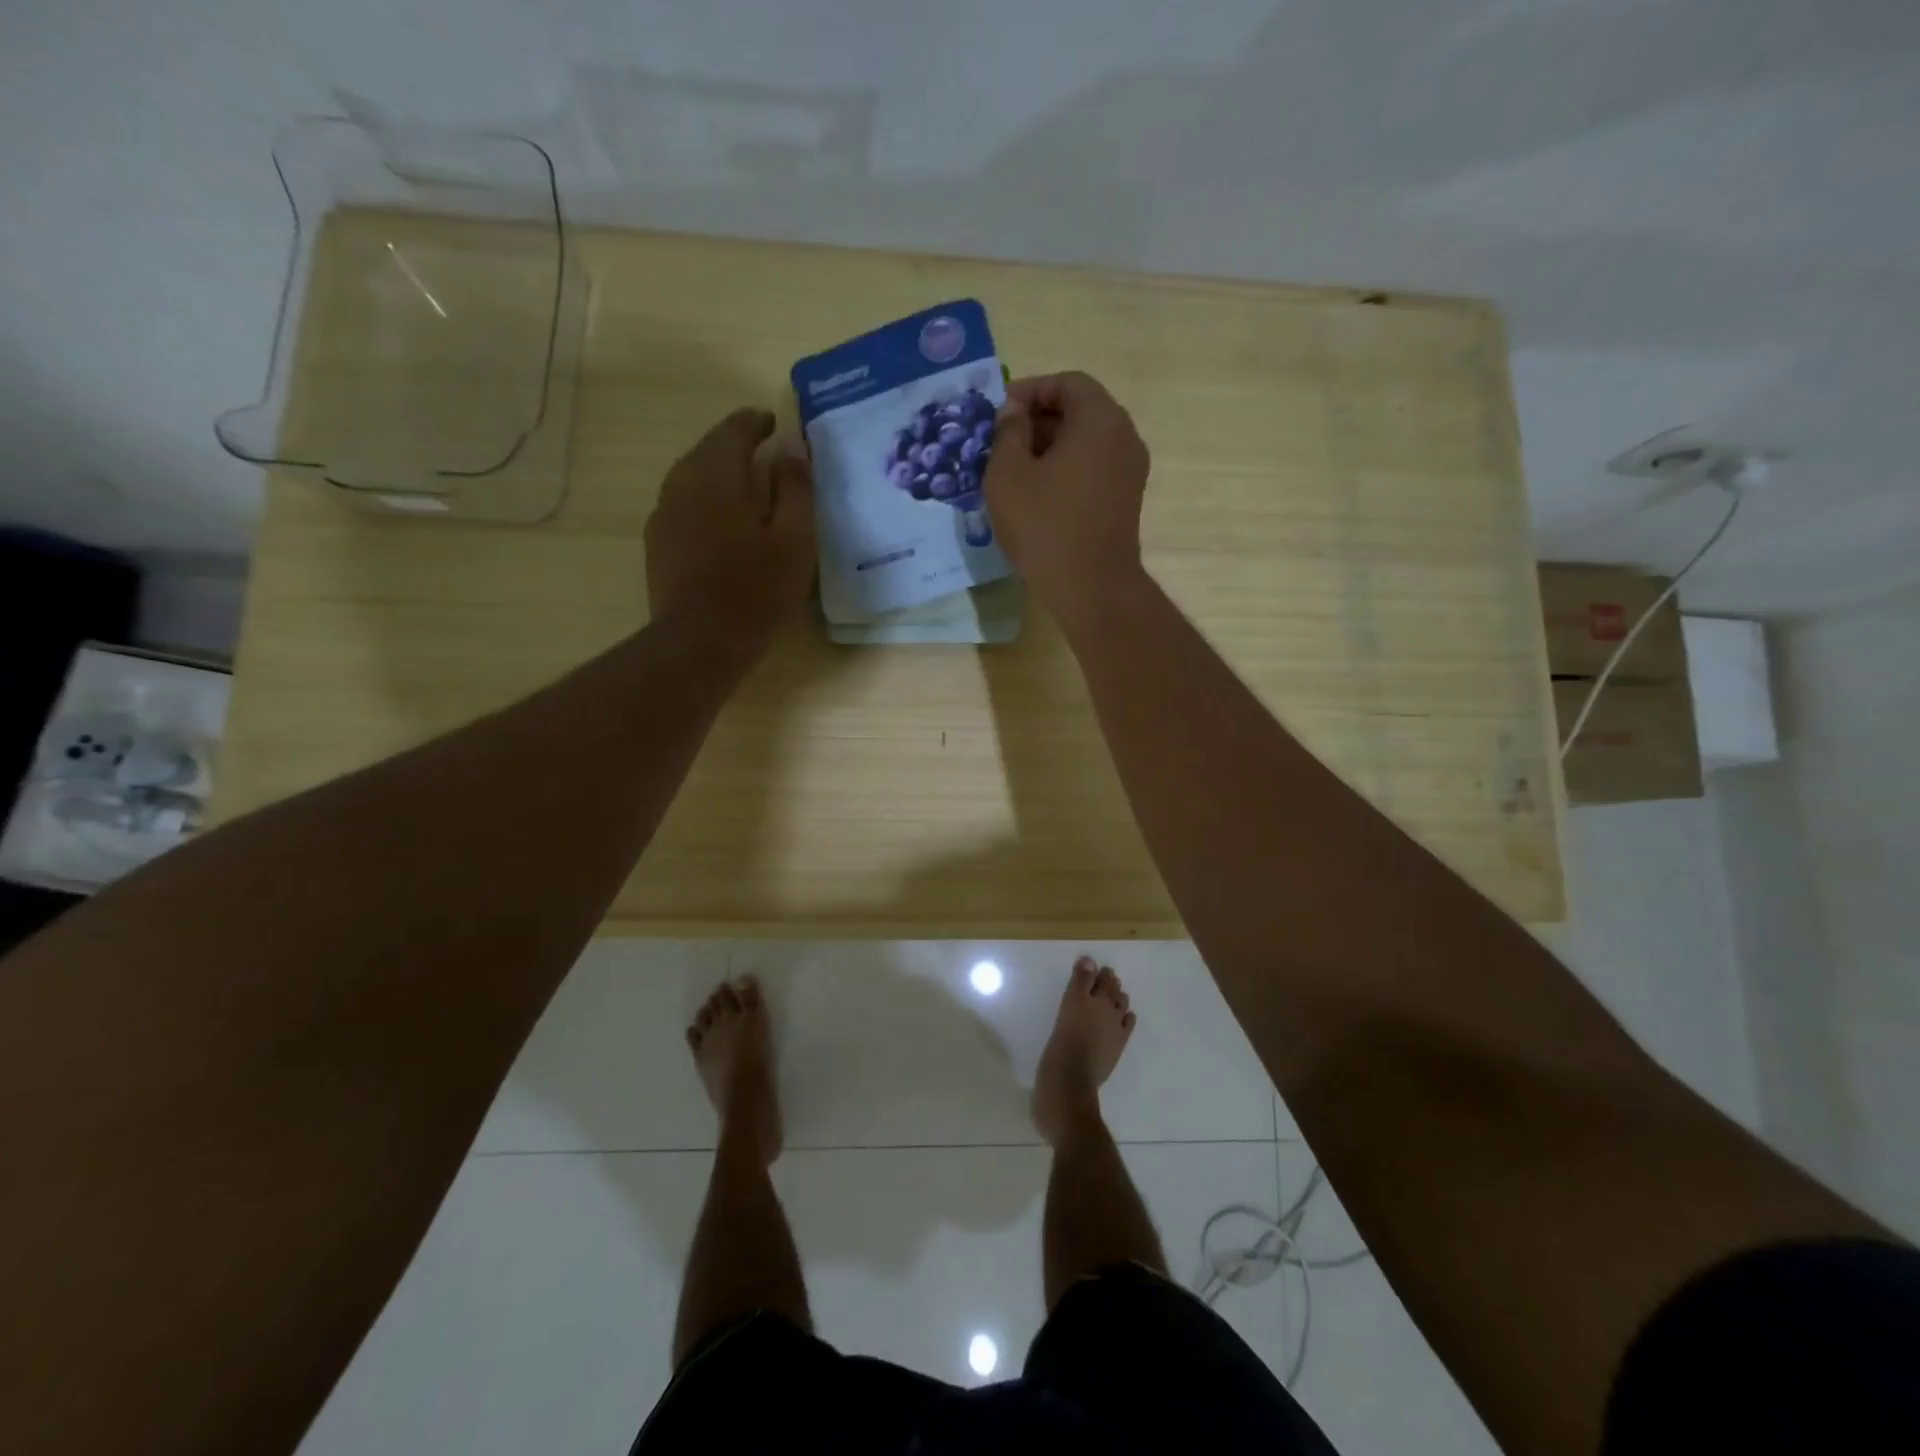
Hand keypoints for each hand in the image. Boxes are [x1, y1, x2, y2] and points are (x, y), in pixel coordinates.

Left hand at [645, 408, 814, 645]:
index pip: (734, 430)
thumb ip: (795, 489)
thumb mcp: (794, 541)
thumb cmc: (756, 591)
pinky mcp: (657, 543)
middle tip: (765, 454)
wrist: (699, 642)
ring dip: (719, 474)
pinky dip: (705, 500)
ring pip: (692, 477)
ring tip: (746, 488)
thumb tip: (792, 449)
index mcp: (717, 476)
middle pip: (708, 450)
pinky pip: (683, 504)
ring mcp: (663, 514)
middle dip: (736, 446)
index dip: (756, 423)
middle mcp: (681, 484)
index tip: (775, 424)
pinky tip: (721, 523)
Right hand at [984, 372, 1150, 626]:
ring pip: (1085, 442)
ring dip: (1049, 448)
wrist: (1091, 587)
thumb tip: (1013, 412)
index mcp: (1100, 419)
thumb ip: (1007, 432)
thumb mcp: (1008, 474)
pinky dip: (1066, 470)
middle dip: (1037, 421)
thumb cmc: (1045, 526)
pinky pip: (1093, 468)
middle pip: (1079, 410)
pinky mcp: (1126, 499)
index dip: (1029, 391)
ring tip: (1013, 472)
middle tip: (1000, 444)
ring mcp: (1130, 470)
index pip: (1066, 382)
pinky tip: (1037, 496)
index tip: (998, 415)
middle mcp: (1124, 436)